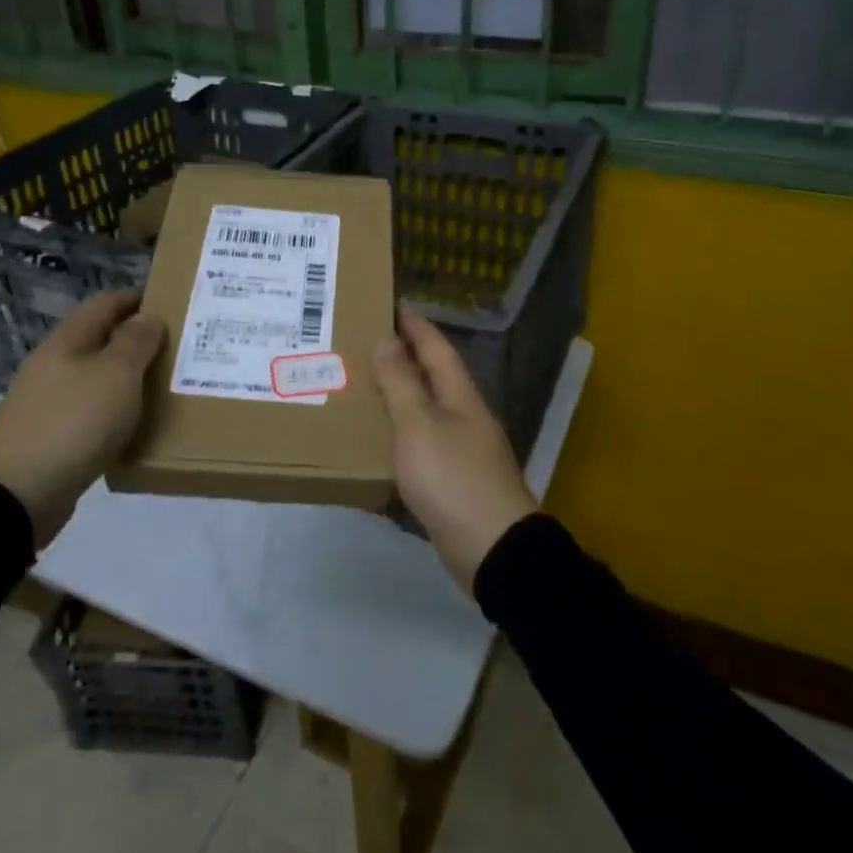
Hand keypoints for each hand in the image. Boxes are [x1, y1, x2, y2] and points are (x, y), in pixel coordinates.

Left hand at [0, 290, 165, 545]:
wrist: (17, 496)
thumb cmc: (72, 423)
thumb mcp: (115, 375)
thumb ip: (135, 342)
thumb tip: (148, 317)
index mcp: (67, 342)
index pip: (104, 304)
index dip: (136, 299)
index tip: (171, 303)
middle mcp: (54, 366)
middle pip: (99, 340)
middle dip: (136, 340)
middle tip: (178, 349)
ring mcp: (48, 403)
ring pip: (96, 378)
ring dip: (127, 378)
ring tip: (165, 386)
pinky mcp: (50, 438)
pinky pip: (90, 413)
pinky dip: (115, 412)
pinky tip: (135, 426)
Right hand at [374, 307, 534, 592]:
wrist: (491, 549)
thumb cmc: (453, 477)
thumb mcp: (419, 425)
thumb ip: (401, 383)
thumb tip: (387, 338)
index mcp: (459, 395)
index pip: (435, 347)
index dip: (414, 324)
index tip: (390, 303)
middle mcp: (464, 416)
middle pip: (432, 377)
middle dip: (402, 358)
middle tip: (363, 343)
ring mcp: (461, 450)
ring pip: (425, 411)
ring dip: (398, 397)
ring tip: (360, 388)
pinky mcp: (452, 482)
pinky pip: (420, 446)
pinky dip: (398, 437)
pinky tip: (375, 444)